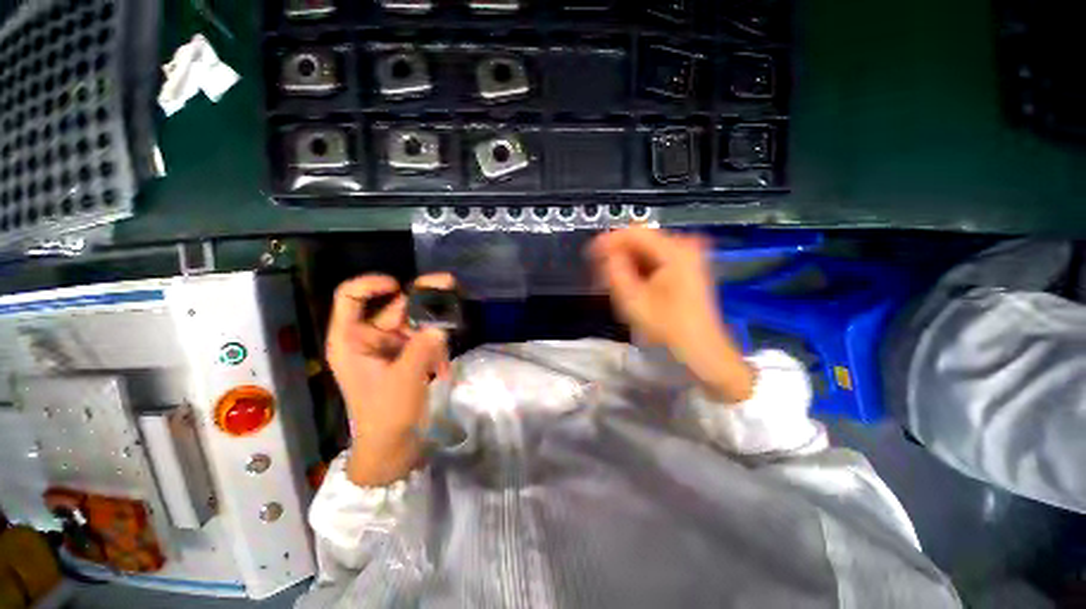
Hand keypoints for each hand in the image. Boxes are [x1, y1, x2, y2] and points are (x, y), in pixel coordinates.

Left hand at [326, 273, 453, 485]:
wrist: (393, 448)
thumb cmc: (387, 415)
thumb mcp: (404, 378)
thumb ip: (423, 347)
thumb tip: (441, 325)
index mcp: (352, 339)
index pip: (351, 297)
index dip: (372, 284)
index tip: (400, 285)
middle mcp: (370, 338)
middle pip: (395, 306)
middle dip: (423, 299)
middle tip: (451, 284)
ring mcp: (391, 346)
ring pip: (416, 322)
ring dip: (435, 330)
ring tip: (445, 352)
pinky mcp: (407, 356)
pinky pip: (425, 339)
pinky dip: (437, 349)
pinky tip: (443, 369)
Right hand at [590, 227, 754, 402]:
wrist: (702, 350)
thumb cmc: (668, 328)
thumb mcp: (633, 301)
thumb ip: (614, 271)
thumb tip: (605, 253)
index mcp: (674, 251)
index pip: (634, 232)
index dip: (609, 241)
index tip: (590, 254)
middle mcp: (684, 246)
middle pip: (640, 240)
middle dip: (618, 254)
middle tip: (600, 273)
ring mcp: (688, 256)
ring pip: (646, 250)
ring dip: (627, 262)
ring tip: (612, 282)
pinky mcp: (687, 267)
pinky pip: (655, 259)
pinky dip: (639, 268)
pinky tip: (629, 284)